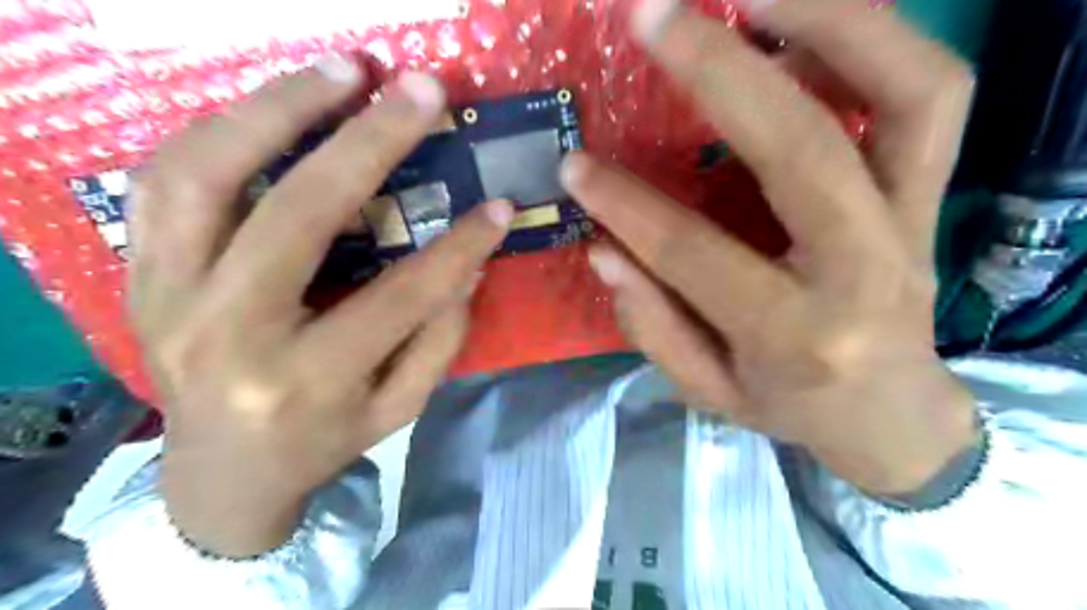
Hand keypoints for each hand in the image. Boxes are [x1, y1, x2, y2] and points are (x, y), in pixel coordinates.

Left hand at [129, 57, 513, 557]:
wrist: (220, 475)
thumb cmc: (322, 442)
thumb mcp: (398, 410)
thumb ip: (438, 341)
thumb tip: (468, 265)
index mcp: (306, 379)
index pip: (400, 297)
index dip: (459, 248)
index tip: (498, 207)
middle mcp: (228, 333)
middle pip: (298, 215)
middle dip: (370, 142)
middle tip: (419, 90)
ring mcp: (168, 297)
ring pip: (206, 175)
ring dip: (278, 108)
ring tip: (341, 71)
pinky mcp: (139, 275)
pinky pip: (165, 180)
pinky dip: (221, 130)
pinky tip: (273, 107)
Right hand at [565, 0, 982, 494]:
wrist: (893, 414)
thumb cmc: (791, 407)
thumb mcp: (710, 393)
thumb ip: (653, 327)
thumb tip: (604, 252)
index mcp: (792, 333)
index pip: (693, 252)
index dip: (624, 204)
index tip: (574, 165)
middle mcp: (862, 268)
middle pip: (799, 147)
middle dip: (718, 71)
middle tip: (652, 16)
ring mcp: (910, 220)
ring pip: (904, 93)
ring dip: (828, 20)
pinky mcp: (929, 194)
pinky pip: (924, 95)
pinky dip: (868, 41)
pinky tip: (796, 28)